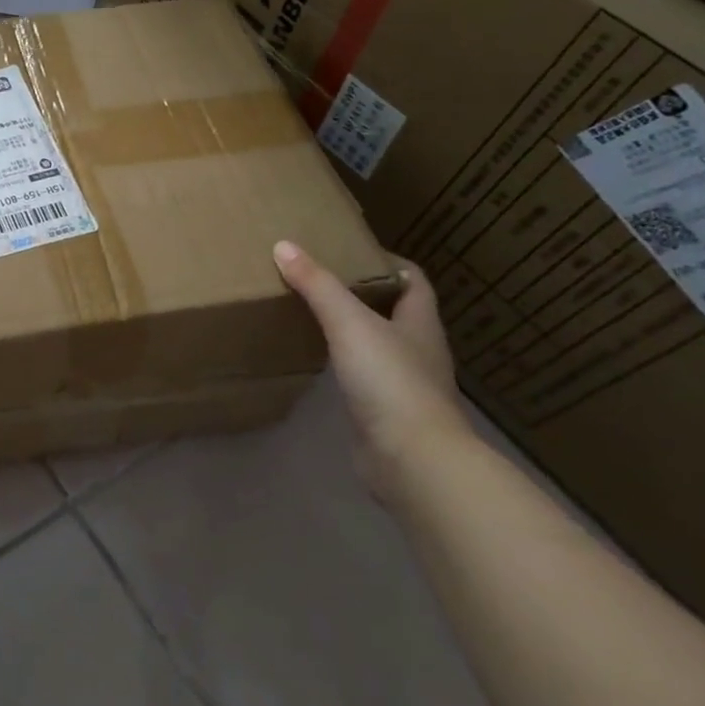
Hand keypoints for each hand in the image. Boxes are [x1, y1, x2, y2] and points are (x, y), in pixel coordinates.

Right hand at [273, 240, 465, 486]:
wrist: (411, 459)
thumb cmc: (389, 380)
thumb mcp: (349, 323)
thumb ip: (317, 285)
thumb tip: (284, 246)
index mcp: (420, 323)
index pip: (413, 280)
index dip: (387, 262)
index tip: (351, 250)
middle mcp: (418, 350)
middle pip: (395, 311)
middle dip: (363, 294)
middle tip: (320, 279)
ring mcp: (405, 384)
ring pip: (378, 345)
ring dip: (352, 330)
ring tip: (312, 315)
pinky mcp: (386, 414)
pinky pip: (364, 377)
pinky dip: (344, 364)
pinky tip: (319, 362)